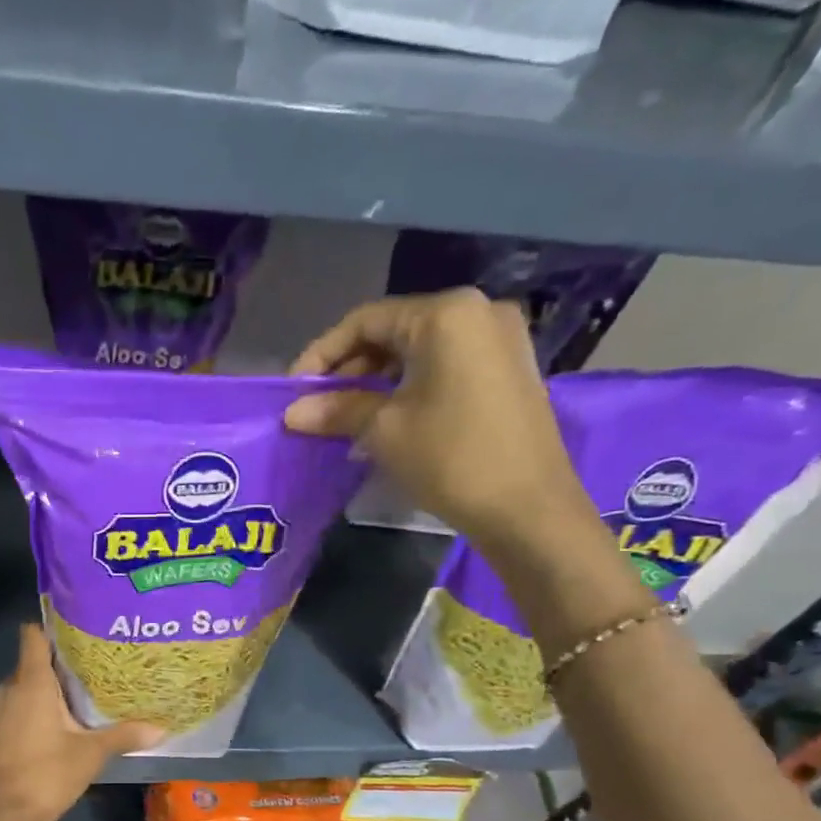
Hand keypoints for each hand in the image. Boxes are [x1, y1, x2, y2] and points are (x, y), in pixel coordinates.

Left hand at [0, 625, 161, 820]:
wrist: (7, 815)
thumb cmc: (48, 773)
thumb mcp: (92, 753)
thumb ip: (124, 735)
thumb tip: (162, 728)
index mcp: (31, 682)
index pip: (32, 635)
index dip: (52, 625)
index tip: (80, 624)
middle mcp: (11, 688)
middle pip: (34, 658)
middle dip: (61, 657)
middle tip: (96, 658)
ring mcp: (2, 710)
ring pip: (27, 683)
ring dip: (51, 683)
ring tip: (86, 685)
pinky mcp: (1, 729)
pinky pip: (22, 703)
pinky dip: (40, 703)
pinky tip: (67, 715)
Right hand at [286, 289, 594, 552]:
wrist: (528, 509)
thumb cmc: (451, 458)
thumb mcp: (384, 431)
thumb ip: (337, 410)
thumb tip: (293, 412)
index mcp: (446, 314)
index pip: (365, 320)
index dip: (322, 354)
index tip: (294, 391)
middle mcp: (478, 312)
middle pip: (394, 331)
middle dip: (350, 369)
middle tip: (318, 408)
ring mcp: (500, 340)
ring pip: (419, 350)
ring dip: (377, 381)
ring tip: (346, 418)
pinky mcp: (509, 370)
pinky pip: (445, 366)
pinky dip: (409, 386)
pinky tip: (387, 418)